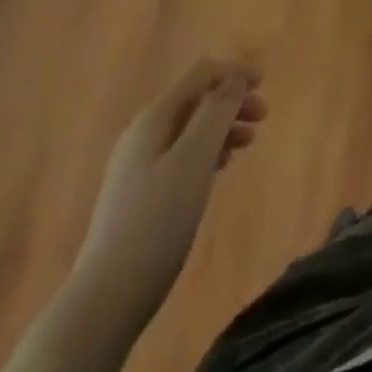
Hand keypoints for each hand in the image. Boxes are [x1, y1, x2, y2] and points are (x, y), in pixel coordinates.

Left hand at [71, 60, 266, 317]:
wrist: (106, 298)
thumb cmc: (157, 222)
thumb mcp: (194, 160)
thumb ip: (216, 113)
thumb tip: (234, 78)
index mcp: (154, 118)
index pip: (200, 75)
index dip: (233, 72)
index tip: (265, 84)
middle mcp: (143, 133)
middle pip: (195, 99)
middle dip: (231, 101)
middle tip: (263, 117)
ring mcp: (137, 165)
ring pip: (189, 128)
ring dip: (222, 126)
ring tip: (248, 143)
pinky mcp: (138, 194)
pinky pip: (181, 154)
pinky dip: (207, 151)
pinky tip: (219, 168)